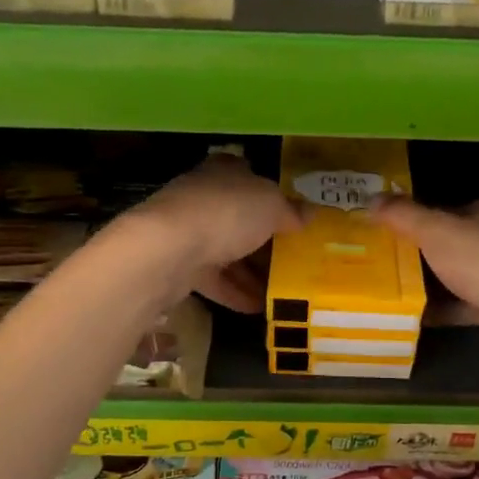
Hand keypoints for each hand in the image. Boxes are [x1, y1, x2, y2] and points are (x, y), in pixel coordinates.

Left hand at [127, 154, 299, 313]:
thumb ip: (290, 210)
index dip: (270, 192)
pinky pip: (214, 280)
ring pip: (227, 251)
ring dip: (251, 271)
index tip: (291, 214)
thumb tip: (310, 212)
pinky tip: (258, 307)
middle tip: (293, 258)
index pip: (248, 173)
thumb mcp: (271, 206)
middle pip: (239, 216)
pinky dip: (235, 292)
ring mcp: (188, 232)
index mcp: (224, 171)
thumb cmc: (226, 212)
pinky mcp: (179, 264)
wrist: (168, 249)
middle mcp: (204, 196)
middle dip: (264, 237)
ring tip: (281, 289)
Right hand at [370, 197, 478, 362]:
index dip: (422, 216)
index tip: (392, 229)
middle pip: (456, 242)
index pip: (453, 208)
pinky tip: (415, 315)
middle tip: (387, 259)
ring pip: (461, 275)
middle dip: (424, 251)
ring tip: (394, 286)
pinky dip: (442, 309)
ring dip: (433, 282)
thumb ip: (403, 215)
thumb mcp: (434, 230)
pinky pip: (465, 305)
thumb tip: (372, 199)